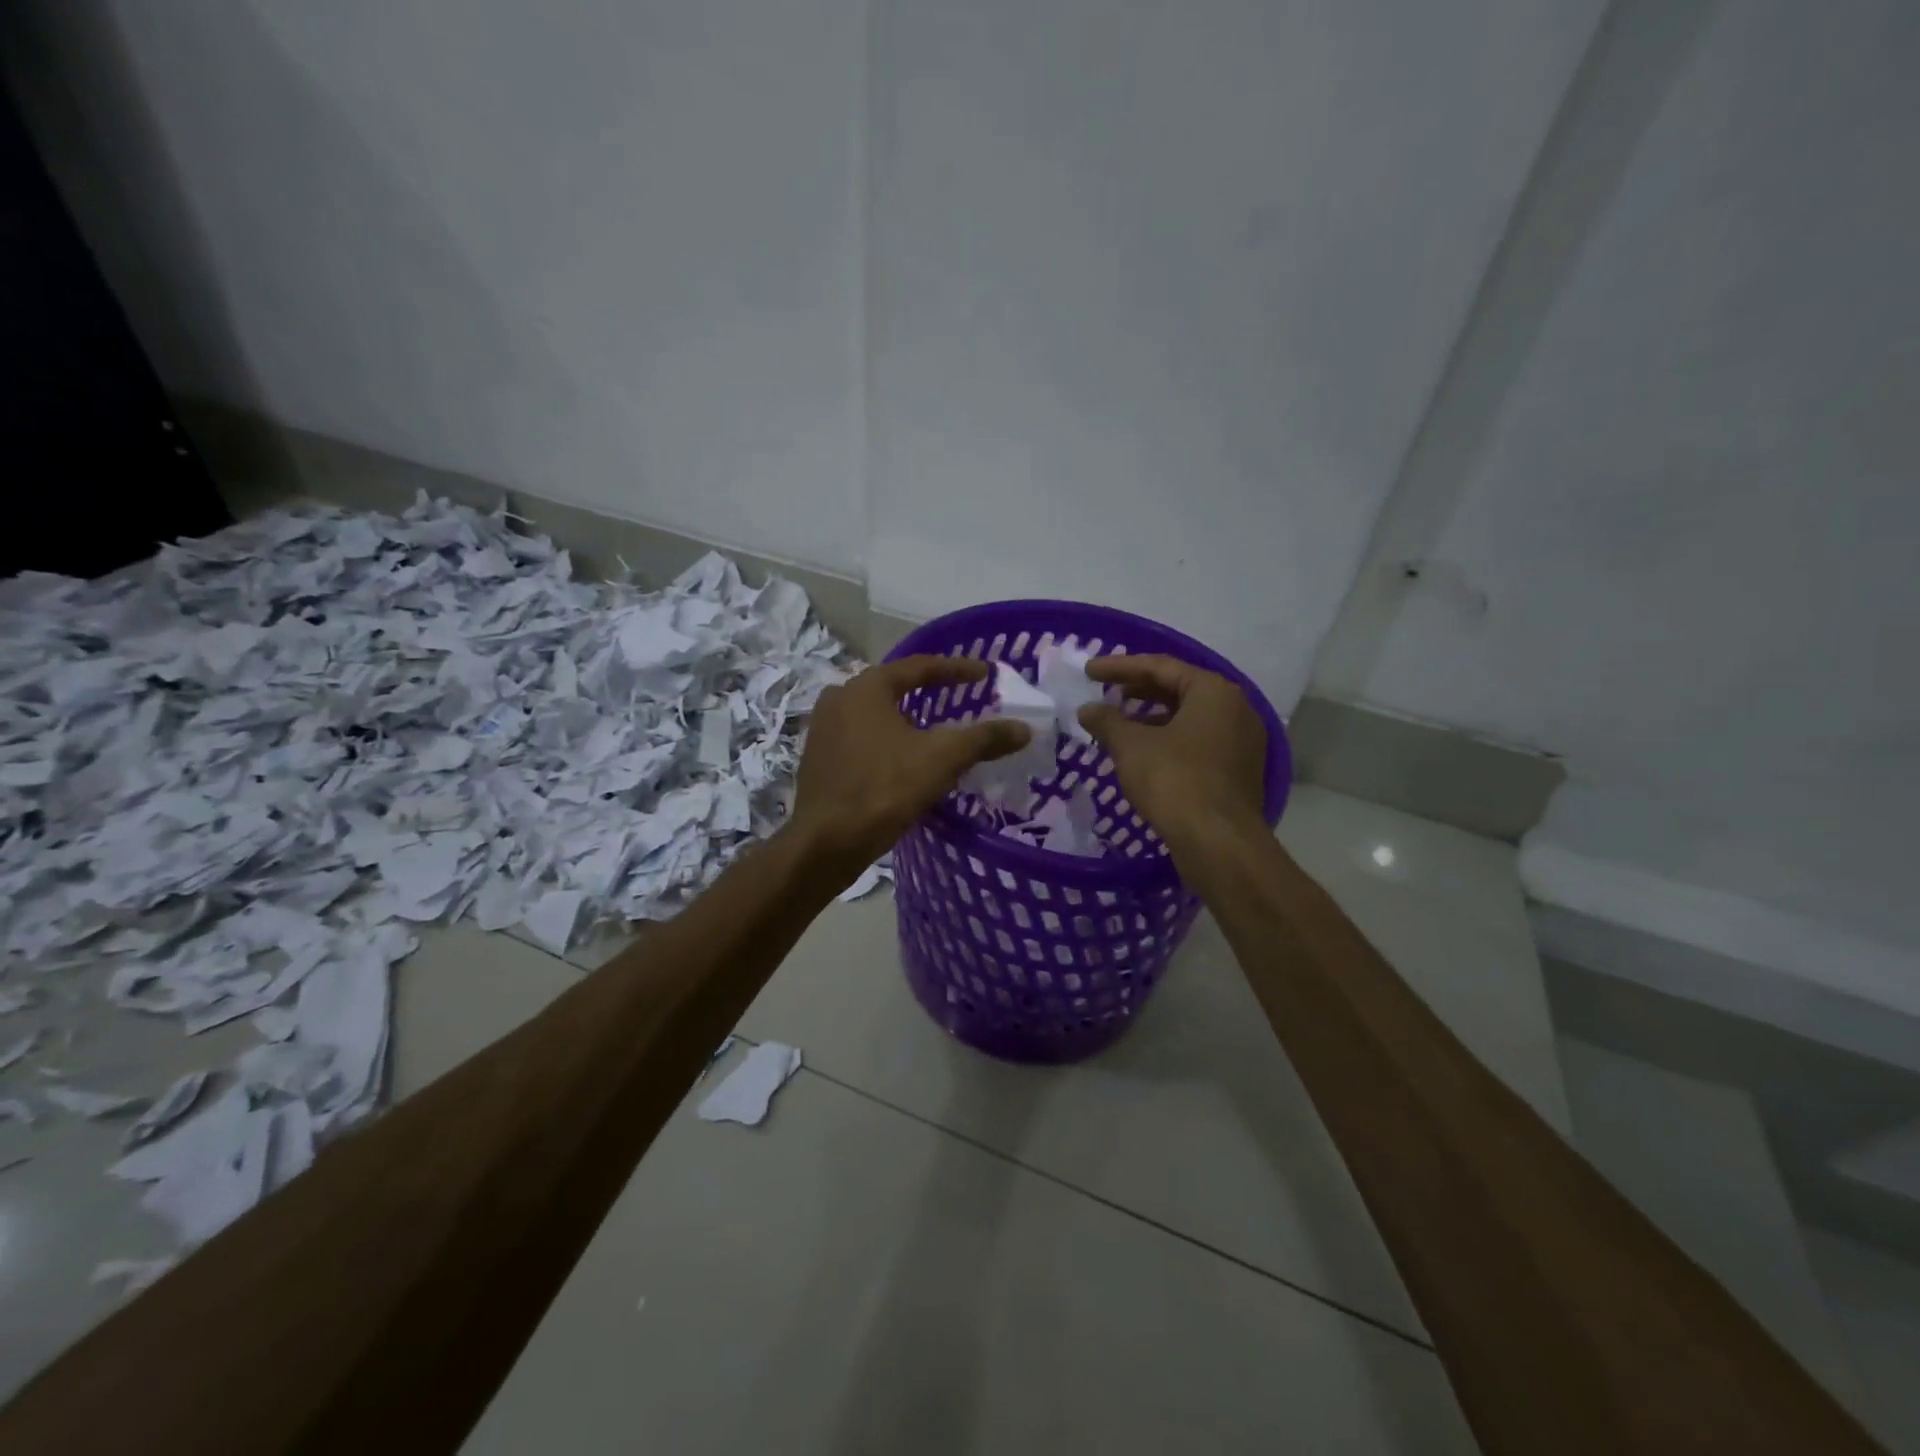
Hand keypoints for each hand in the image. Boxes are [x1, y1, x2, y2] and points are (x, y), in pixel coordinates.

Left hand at [790, 655, 1030, 876]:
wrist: (827, 841)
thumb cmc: (885, 788)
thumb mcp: (943, 759)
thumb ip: (984, 738)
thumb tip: (1024, 729)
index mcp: (867, 687)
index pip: (920, 667)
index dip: (957, 669)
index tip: (986, 674)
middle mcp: (839, 698)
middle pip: (894, 687)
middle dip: (929, 691)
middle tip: (960, 696)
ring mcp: (823, 728)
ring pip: (876, 714)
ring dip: (907, 718)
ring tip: (935, 728)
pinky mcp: (818, 757)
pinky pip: (861, 738)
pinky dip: (887, 740)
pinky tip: (903, 758)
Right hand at [1078, 655, 1267, 854]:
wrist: (1218, 842)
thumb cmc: (1174, 780)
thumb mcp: (1131, 746)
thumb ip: (1107, 720)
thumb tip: (1087, 709)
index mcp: (1213, 691)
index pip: (1160, 666)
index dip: (1119, 667)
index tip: (1088, 671)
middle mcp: (1235, 709)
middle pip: (1179, 689)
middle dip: (1138, 691)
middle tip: (1105, 694)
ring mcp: (1241, 741)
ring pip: (1189, 718)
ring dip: (1151, 718)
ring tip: (1118, 725)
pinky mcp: (1238, 770)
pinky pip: (1198, 742)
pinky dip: (1168, 740)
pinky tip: (1142, 754)